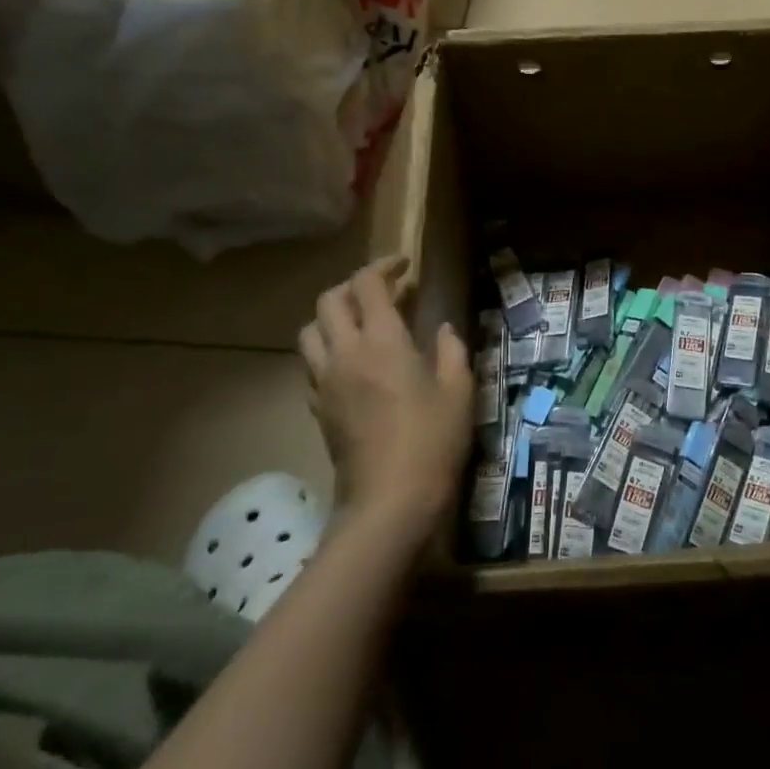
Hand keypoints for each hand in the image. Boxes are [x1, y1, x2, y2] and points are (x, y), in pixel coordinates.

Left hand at [299, 256, 473, 529]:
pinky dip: (328, 350)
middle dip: (354, 286)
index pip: (367, 284)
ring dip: (333, 317)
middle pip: (329, 300)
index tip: (404, 266)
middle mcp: (345, 353)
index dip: (383, 266)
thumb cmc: (432, 441)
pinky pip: (312, 364)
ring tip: (361, 324)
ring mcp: (325, 382)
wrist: (389, 502)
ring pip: (310, 331)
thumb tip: (441, 329)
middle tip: (384, 292)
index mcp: (382, 341)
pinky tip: (354, 364)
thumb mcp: (459, 390)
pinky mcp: (317, 408)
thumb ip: (450, 350)